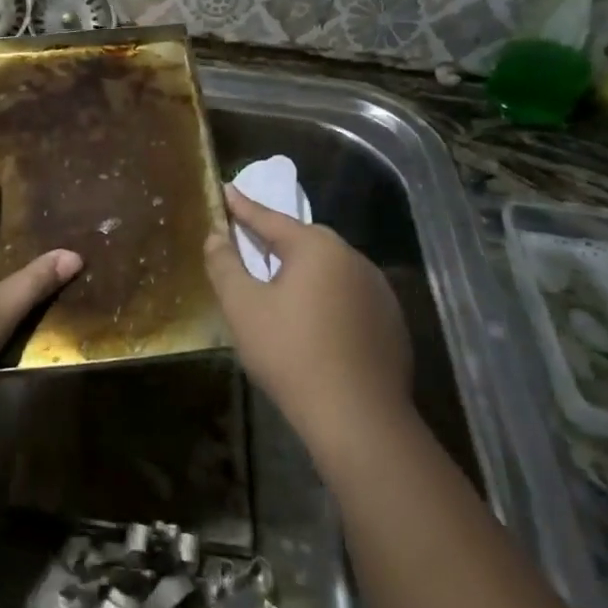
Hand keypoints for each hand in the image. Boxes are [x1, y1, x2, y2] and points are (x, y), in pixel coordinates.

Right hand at [203, 185, 412, 460]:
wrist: (358, 417)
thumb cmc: (291, 354)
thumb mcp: (243, 308)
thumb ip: (225, 265)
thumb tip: (216, 235)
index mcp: (316, 247)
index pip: (270, 218)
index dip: (242, 207)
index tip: (226, 189)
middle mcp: (352, 257)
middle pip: (304, 241)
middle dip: (275, 242)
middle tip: (249, 245)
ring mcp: (378, 289)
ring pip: (329, 269)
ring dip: (304, 273)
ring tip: (281, 291)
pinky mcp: (391, 320)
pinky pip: (349, 296)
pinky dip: (328, 298)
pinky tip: (315, 325)